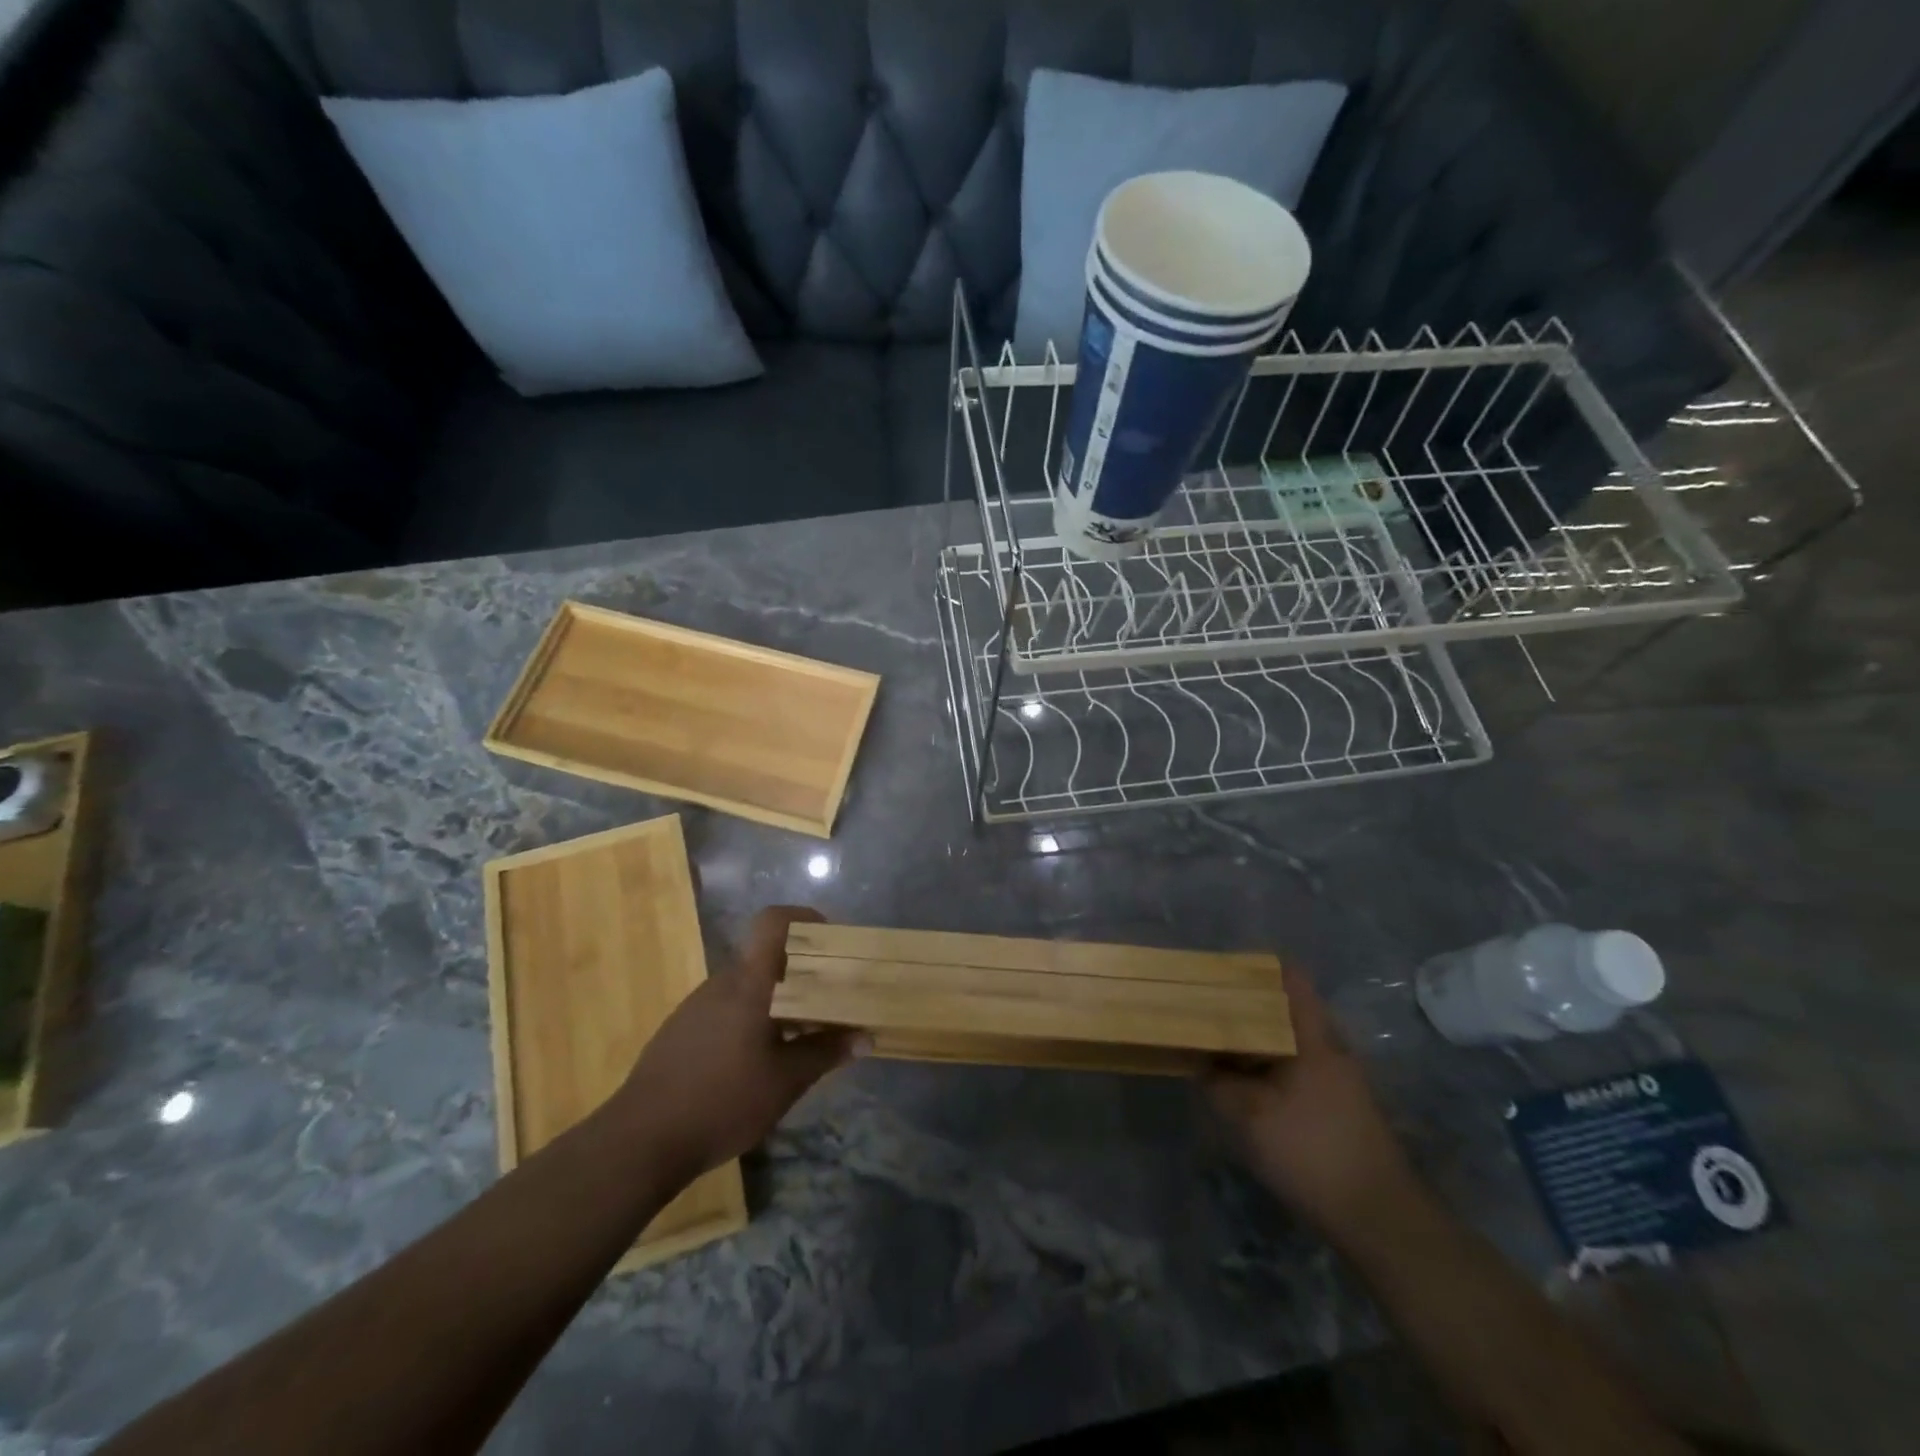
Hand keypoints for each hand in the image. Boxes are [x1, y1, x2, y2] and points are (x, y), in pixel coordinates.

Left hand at [607, 906, 859, 1181]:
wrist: (639, 1141)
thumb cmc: (721, 1102)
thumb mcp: (785, 1082)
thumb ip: (826, 1053)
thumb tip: (865, 1037)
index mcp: (749, 984)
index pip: (774, 921)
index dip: (804, 918)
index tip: (830, 940)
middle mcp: (723, 983)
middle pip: (768, 956)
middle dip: (803, 972)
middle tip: (831, 999)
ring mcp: (698, 1005)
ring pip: (750, 985)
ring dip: (780, 999)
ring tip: (803, 1035)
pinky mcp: (683, 1029)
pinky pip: (729, 1007)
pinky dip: (754, 1018)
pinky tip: (761, 1060)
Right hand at [1205, 965, 1419, 1233]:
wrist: (1380, 1220)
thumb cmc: (1312, 1151)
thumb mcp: (1249, 1115)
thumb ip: (1217, 1081)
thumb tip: (1200, 1061)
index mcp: (1313, 1036)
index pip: (1289, 977)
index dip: (1255, 966)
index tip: (1220, 970)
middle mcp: (1331, 1047)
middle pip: (1285, 1008)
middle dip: (1246, 1006)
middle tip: (1206, 1009)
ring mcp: (1340, 1078)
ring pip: (1290, 1041)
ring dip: (1256, 1040)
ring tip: (1218, 1046)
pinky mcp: (1341, 1106)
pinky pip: (1297, 1068)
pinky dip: (1269, 1067)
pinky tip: (1245, 1086)